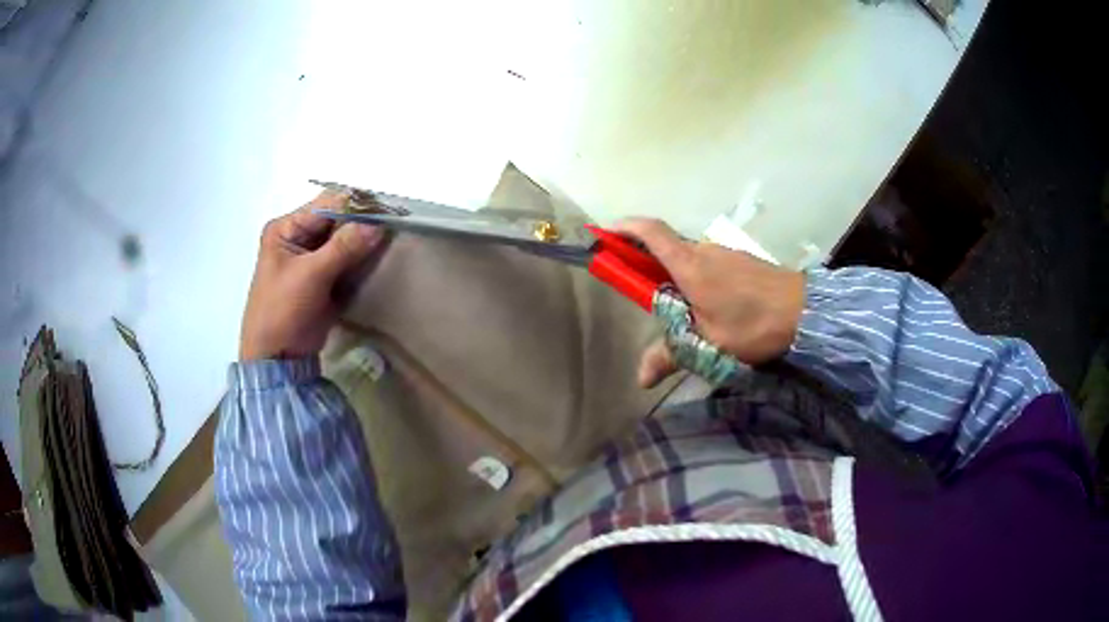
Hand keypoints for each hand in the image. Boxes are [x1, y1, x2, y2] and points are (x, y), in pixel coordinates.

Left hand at [239, 192, 384, 360]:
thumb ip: (343, 247)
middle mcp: (299, 237)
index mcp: (286, 228)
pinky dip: (363, 260)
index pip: (326, 205)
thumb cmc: (282, 311)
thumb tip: (378, 224)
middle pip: (337, 221)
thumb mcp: (310, 275)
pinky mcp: (325, 278)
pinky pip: (348, 261)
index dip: (355, 206)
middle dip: (363, 223)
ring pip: (346, 240)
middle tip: (395, 225)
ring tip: (393, 241)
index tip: (386, 210)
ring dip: (366, 242)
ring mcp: (313, 258)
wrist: (277, 359)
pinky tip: (382, 259)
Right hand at [612, 218, 805, 387]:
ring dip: (672, 272)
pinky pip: (707, 263)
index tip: (605, 234)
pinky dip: (694, 276)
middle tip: (637, 289)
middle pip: (665, 245)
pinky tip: (707, 306)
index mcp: (689, 264)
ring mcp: (725, 253)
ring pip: (687, 256)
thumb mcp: (708, 344)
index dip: (625, 228)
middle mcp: (704, 250)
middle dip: (644, 259)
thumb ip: (671, 356)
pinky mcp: (741, 262)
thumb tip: (640, 380)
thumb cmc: (753, 323)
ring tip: (675, 308)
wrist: (805, 311)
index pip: (650, 232)